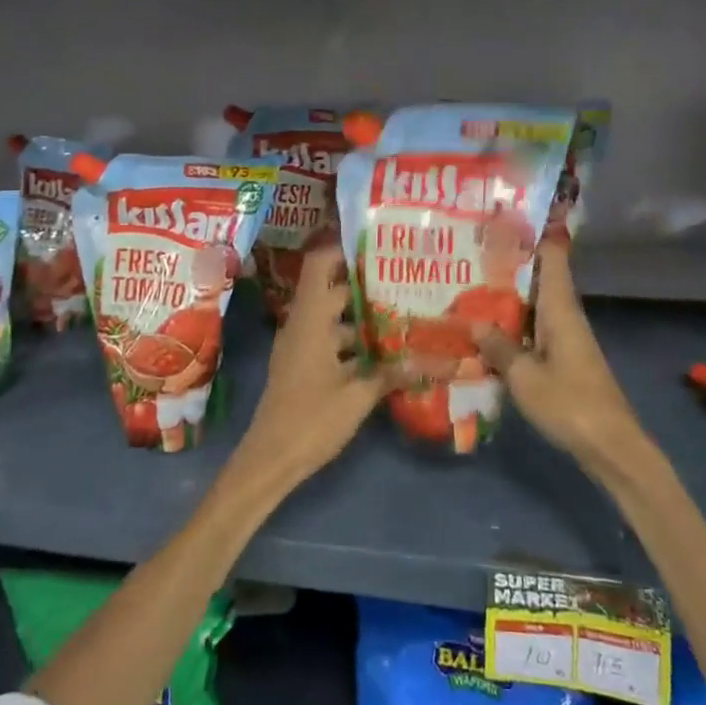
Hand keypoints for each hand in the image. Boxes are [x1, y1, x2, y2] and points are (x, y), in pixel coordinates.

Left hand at [222, 243, 400, 498]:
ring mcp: (299, 347)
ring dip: (362, 315)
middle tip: (403, 278)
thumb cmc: (310, 420)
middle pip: (332, 290)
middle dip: (365, 284)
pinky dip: (353, 340)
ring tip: (402, 312)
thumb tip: (435, 360)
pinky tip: (383, 352)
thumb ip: (393, 373)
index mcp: (310, 320)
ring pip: (332, 318)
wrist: (269, 460)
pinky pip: (329, 340)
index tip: (376, 244)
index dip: (343, 249)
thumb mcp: (358, 397)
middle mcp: (302, 325)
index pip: (320, 265)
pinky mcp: (302, 368)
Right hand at [475, 235, 643, 468]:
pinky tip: (490, 331)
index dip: (535, 234)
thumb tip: (474, 323)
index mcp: (560, 310)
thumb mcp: (524, 376)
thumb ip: (499, 348)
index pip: (552, 259)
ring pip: (535, 306)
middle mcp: (565, 317)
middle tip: (474, 250)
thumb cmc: (569, 404)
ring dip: (510, 296)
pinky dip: (514, 324)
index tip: (509, 216)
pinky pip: (535, 330)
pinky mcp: (565, 360)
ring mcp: (567, 339)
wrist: (611, 446)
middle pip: (540, 279)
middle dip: (511, 264)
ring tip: (472, 284)